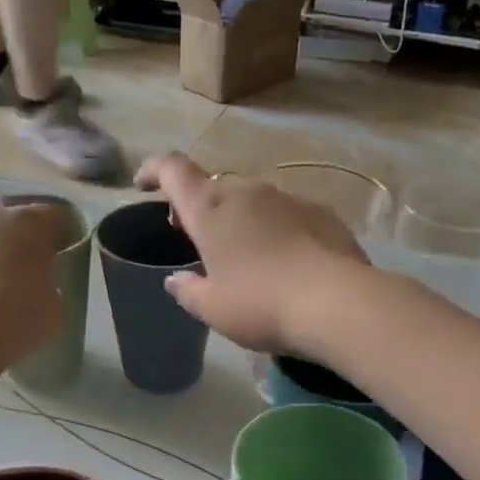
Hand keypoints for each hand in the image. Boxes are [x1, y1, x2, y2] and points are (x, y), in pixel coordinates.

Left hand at [0, 201, 63, 362]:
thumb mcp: (54, 307)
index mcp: (27, 223)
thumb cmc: (15, 322)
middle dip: (14, 241)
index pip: (54, 215)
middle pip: (7, 219)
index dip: (60, 235)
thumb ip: (48, 284)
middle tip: (19, 274)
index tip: (60, 257)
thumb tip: (35, 283)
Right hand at [135, 153, 370, 352]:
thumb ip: (188, 291)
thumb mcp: (213, 308)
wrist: (336, 302)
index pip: (173, 170)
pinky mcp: (321, 213)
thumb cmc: (261, 304)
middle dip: (200, 205)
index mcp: (210, 210)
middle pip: (214, 186)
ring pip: (252, 199)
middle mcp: (247, 192)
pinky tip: (285, 261)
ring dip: (240, 218)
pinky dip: (275, 228)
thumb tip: (176, 280)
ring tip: (244, 254)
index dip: (154, 170)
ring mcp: (287, 198)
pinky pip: (287, 213)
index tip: (144, 185)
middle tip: (197, 238)